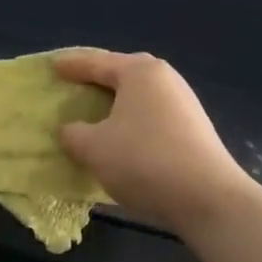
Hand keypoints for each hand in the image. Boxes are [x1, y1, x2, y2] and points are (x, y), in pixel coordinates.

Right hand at [54, 50, 259, 239]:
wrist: (209, 199)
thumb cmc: (144, 160)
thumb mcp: (94, 148)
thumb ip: (74, 134)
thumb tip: (70, 130)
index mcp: (139, 72)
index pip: (97, 62)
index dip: (72, 66)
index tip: (53, 67)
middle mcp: (165, 79)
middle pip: (124, 72)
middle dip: (99, 76)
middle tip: (76, 82)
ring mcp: (184, 103)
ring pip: (141, 94)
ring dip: (117, 100)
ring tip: (97, 109)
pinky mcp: (194, 129)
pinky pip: (153, 114)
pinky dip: (133, 118)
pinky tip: (124, 135)